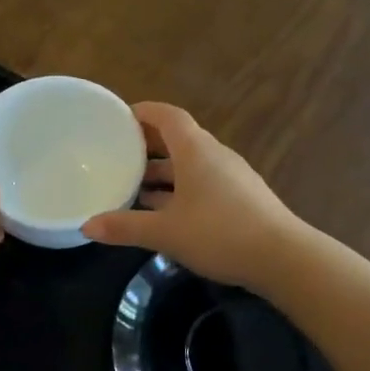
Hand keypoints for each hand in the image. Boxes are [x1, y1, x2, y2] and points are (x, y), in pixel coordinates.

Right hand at [81, 102, 301, 290]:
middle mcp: (214, 155)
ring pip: (189, 163)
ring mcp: (231, 177)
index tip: (118, 118)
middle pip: (177, 138)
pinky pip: (202, 182)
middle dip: (147, 144)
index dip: (142, 112)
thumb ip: (125, 227)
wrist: (283, 258)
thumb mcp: (165, 232)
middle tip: (117, 153)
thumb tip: (86, 226)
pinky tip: (163, 211)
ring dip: (162, 171)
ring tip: (132, 185)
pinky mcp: (240, 198)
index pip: (167, 116)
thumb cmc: (220, 233)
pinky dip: (178, 188)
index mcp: (196, 151)